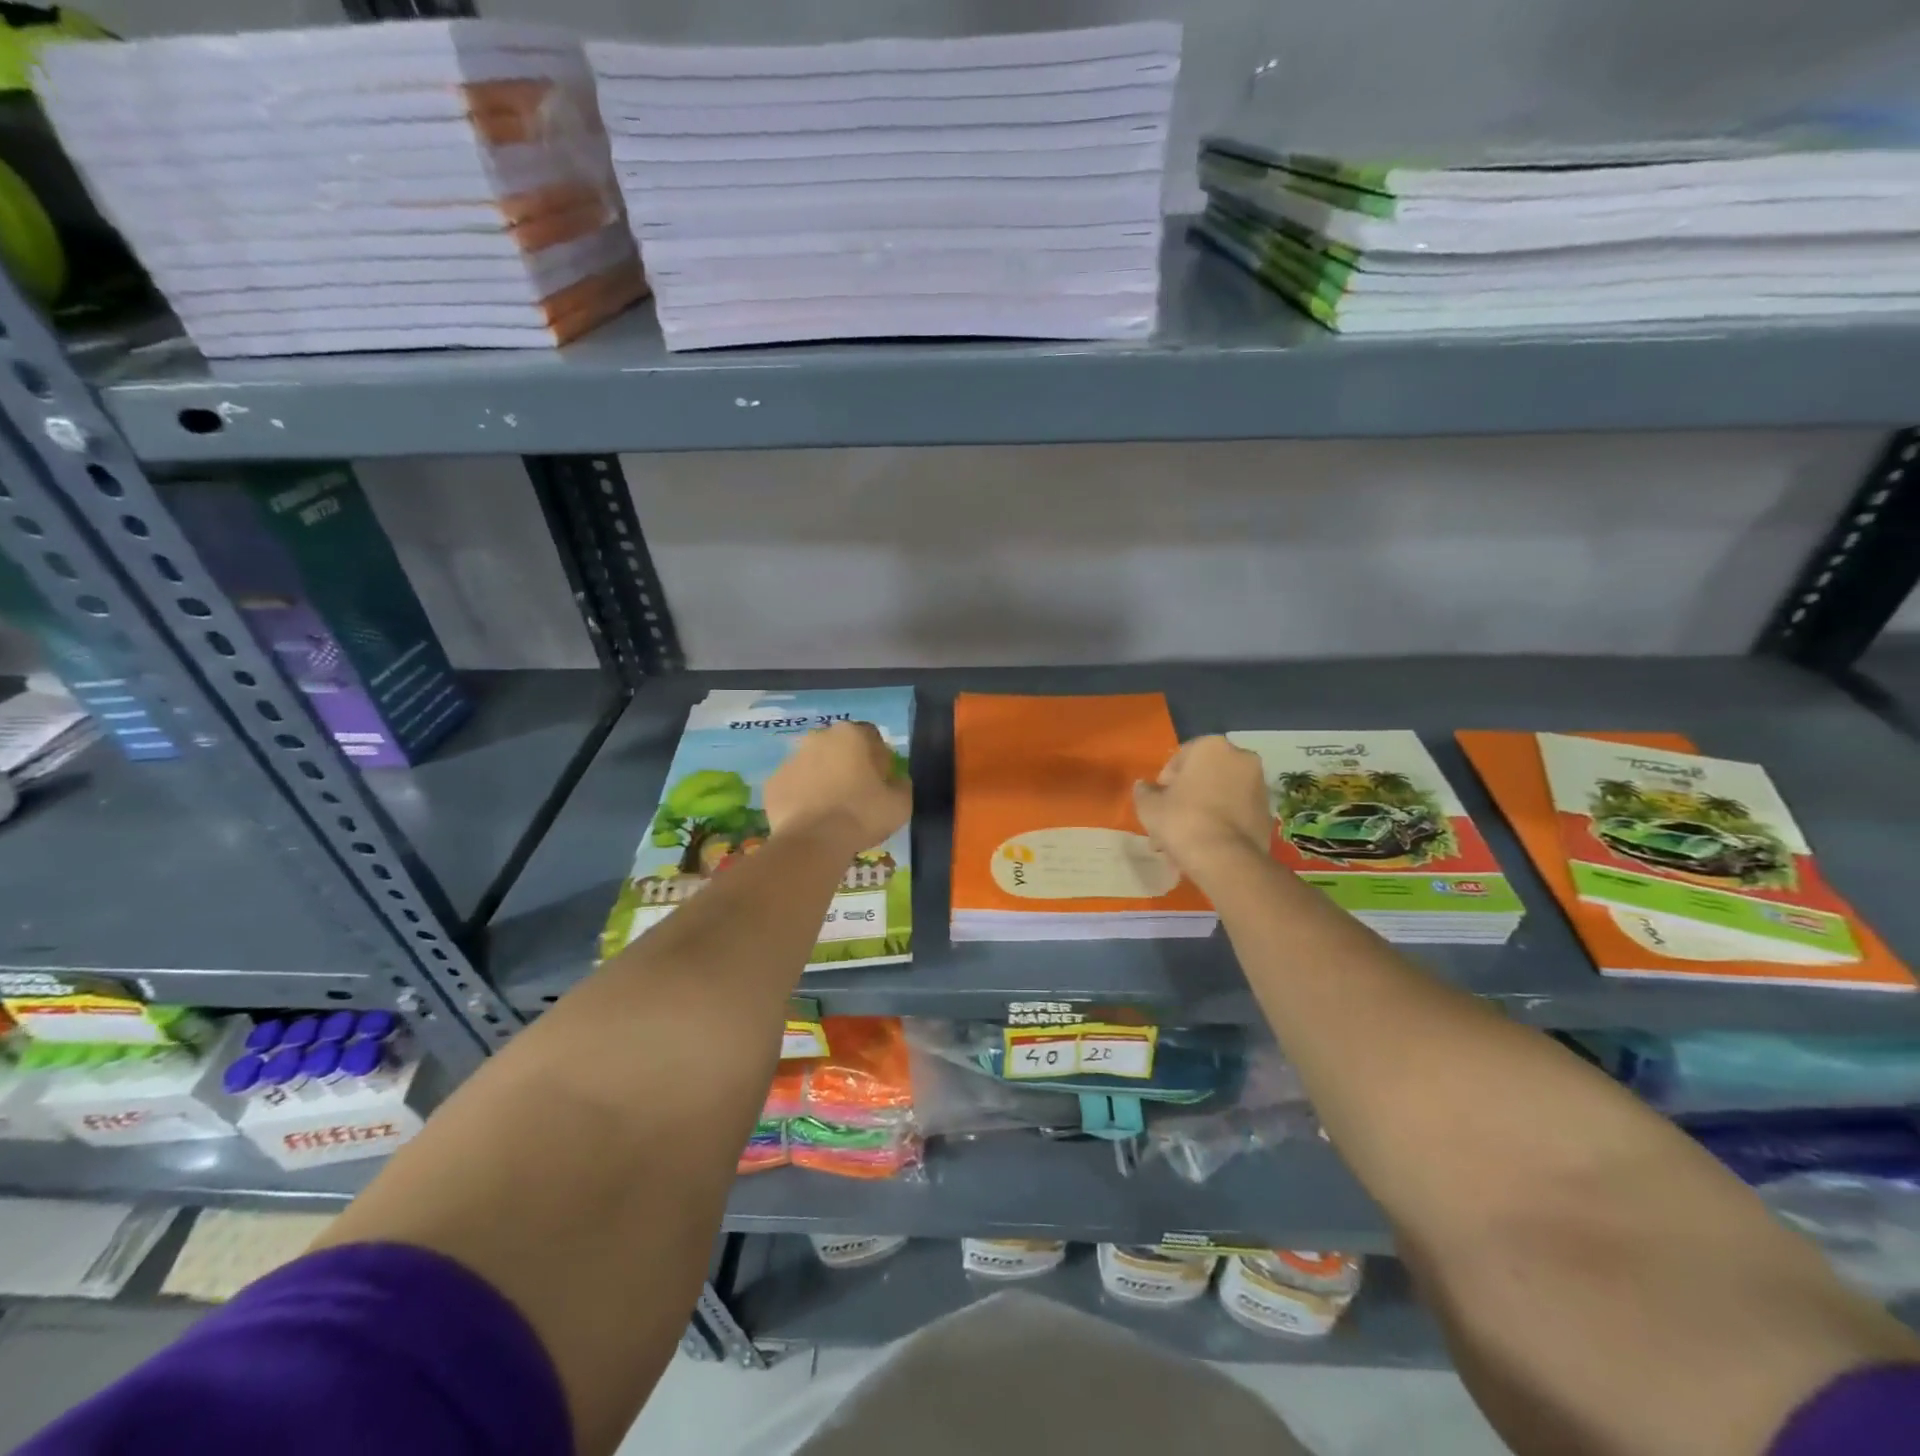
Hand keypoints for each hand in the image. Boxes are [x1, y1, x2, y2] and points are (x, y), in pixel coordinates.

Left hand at [766, 721, 909, 853]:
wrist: (813, 842)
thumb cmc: (862, 815)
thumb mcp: (901, 803)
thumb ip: (901, 784)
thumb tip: (895, 781)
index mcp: (851, 734)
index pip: (871, 737)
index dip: (879, 758)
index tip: (881, 781)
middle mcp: (818, 738)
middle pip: (839, 747)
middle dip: (848, 765)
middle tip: (857, 794)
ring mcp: (790, 759)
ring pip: (813, 765)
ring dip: (823, 779)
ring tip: (832, 810)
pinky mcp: (772, 783)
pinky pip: (794, 786)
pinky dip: (802, 797)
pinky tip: (811, 819)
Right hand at [1133, 736, 1271, 881]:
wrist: (1224, 858)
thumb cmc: (1182, 820)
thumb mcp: (1149, 805)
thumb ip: (1144, 791)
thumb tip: (1144, 787)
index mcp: (1211, 746)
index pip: (1179, 760)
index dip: (1165, 784)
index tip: (1159, 804)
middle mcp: (1241, 758)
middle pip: (1203, 778)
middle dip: (1186, 799)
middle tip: (1170, 824)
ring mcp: (1259, 787)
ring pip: (1220, 797)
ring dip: (1203, 813)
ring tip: (1185, 842)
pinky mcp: (1268, 814)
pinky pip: (1236, 815)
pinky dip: (1222, 825)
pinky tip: (1205, 847)